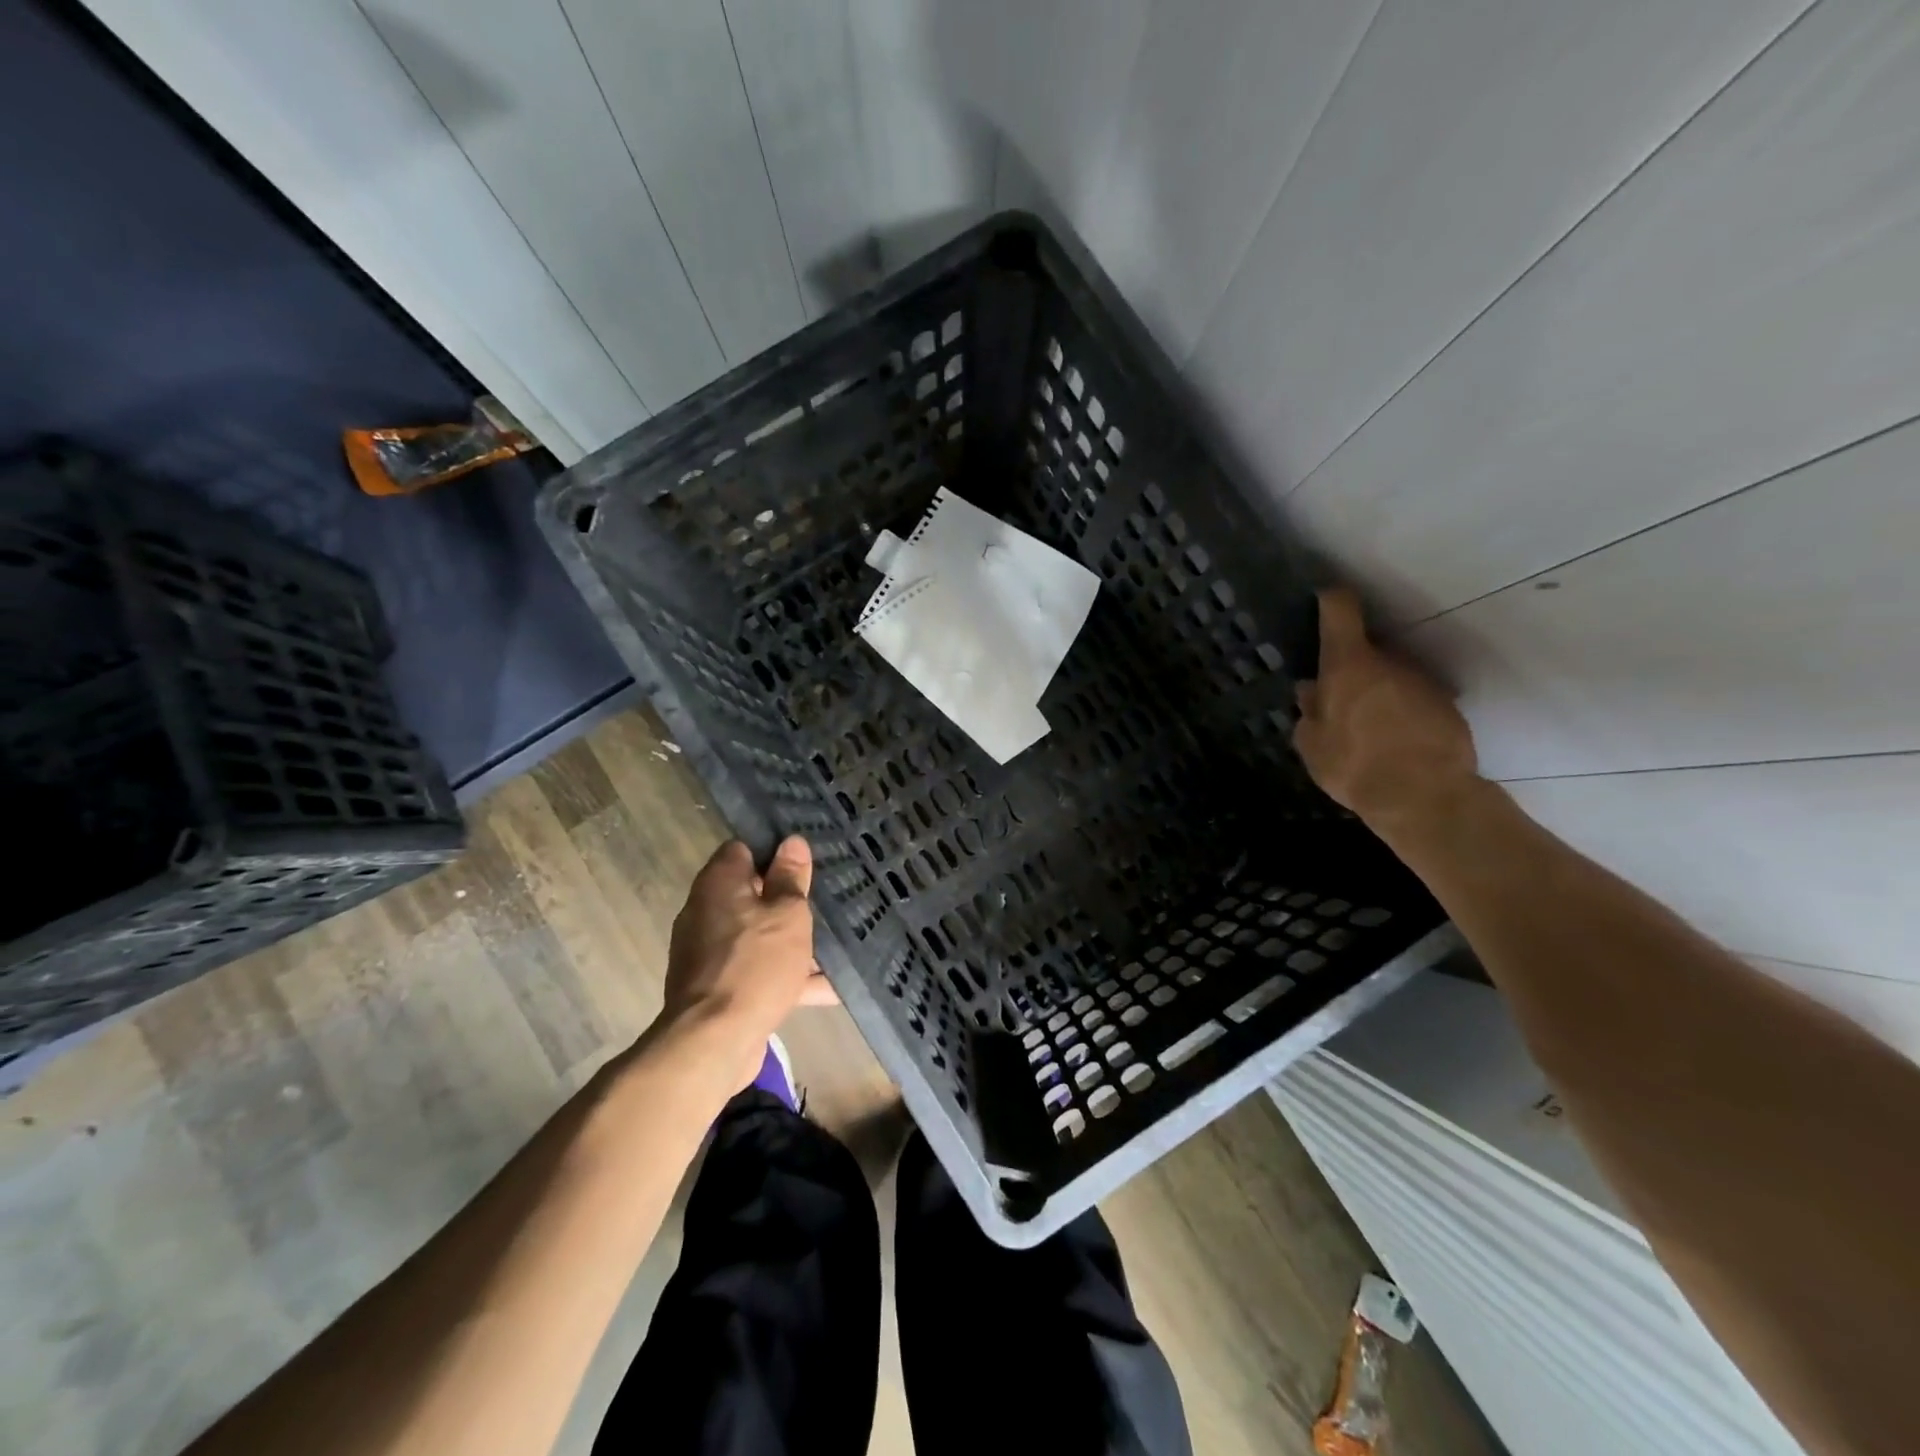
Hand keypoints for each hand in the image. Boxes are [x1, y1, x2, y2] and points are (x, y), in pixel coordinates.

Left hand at [663, 836, 836, 1089]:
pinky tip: (829, 987)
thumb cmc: (755, 965)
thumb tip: (792, 842)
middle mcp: (706, 911)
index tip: (805, 862)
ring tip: (837, 943)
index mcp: (719, 883)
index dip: (774, 852)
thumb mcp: (787, 915)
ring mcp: (709, 952)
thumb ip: (791, 879)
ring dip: (791, 940)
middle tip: (826, 900)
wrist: (713, 1043)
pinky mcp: (718, 988)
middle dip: (788, 899)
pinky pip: (757, 970)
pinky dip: (786, 976)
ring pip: (758, 935)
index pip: (743, 850)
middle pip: (751, 893)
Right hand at [1293, 587, 1481, 833]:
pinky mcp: (1447, 705)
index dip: (1330, 601)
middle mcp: (1389, 662)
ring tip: (1369, 727)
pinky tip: (1394, 741)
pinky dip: (1402, 712)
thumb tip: (1311, 691)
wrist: (1424, 796)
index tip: (1323, 599)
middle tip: (1338, 699)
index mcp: (1348, 665)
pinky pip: (1414, 699)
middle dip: (1352, 667)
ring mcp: (1422, 681)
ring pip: (1392, 676)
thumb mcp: (1312, 745)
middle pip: (1367, 649)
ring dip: (1379, 691)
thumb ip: (1309, 713)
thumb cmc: (1354, 765)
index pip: (1340, 611)